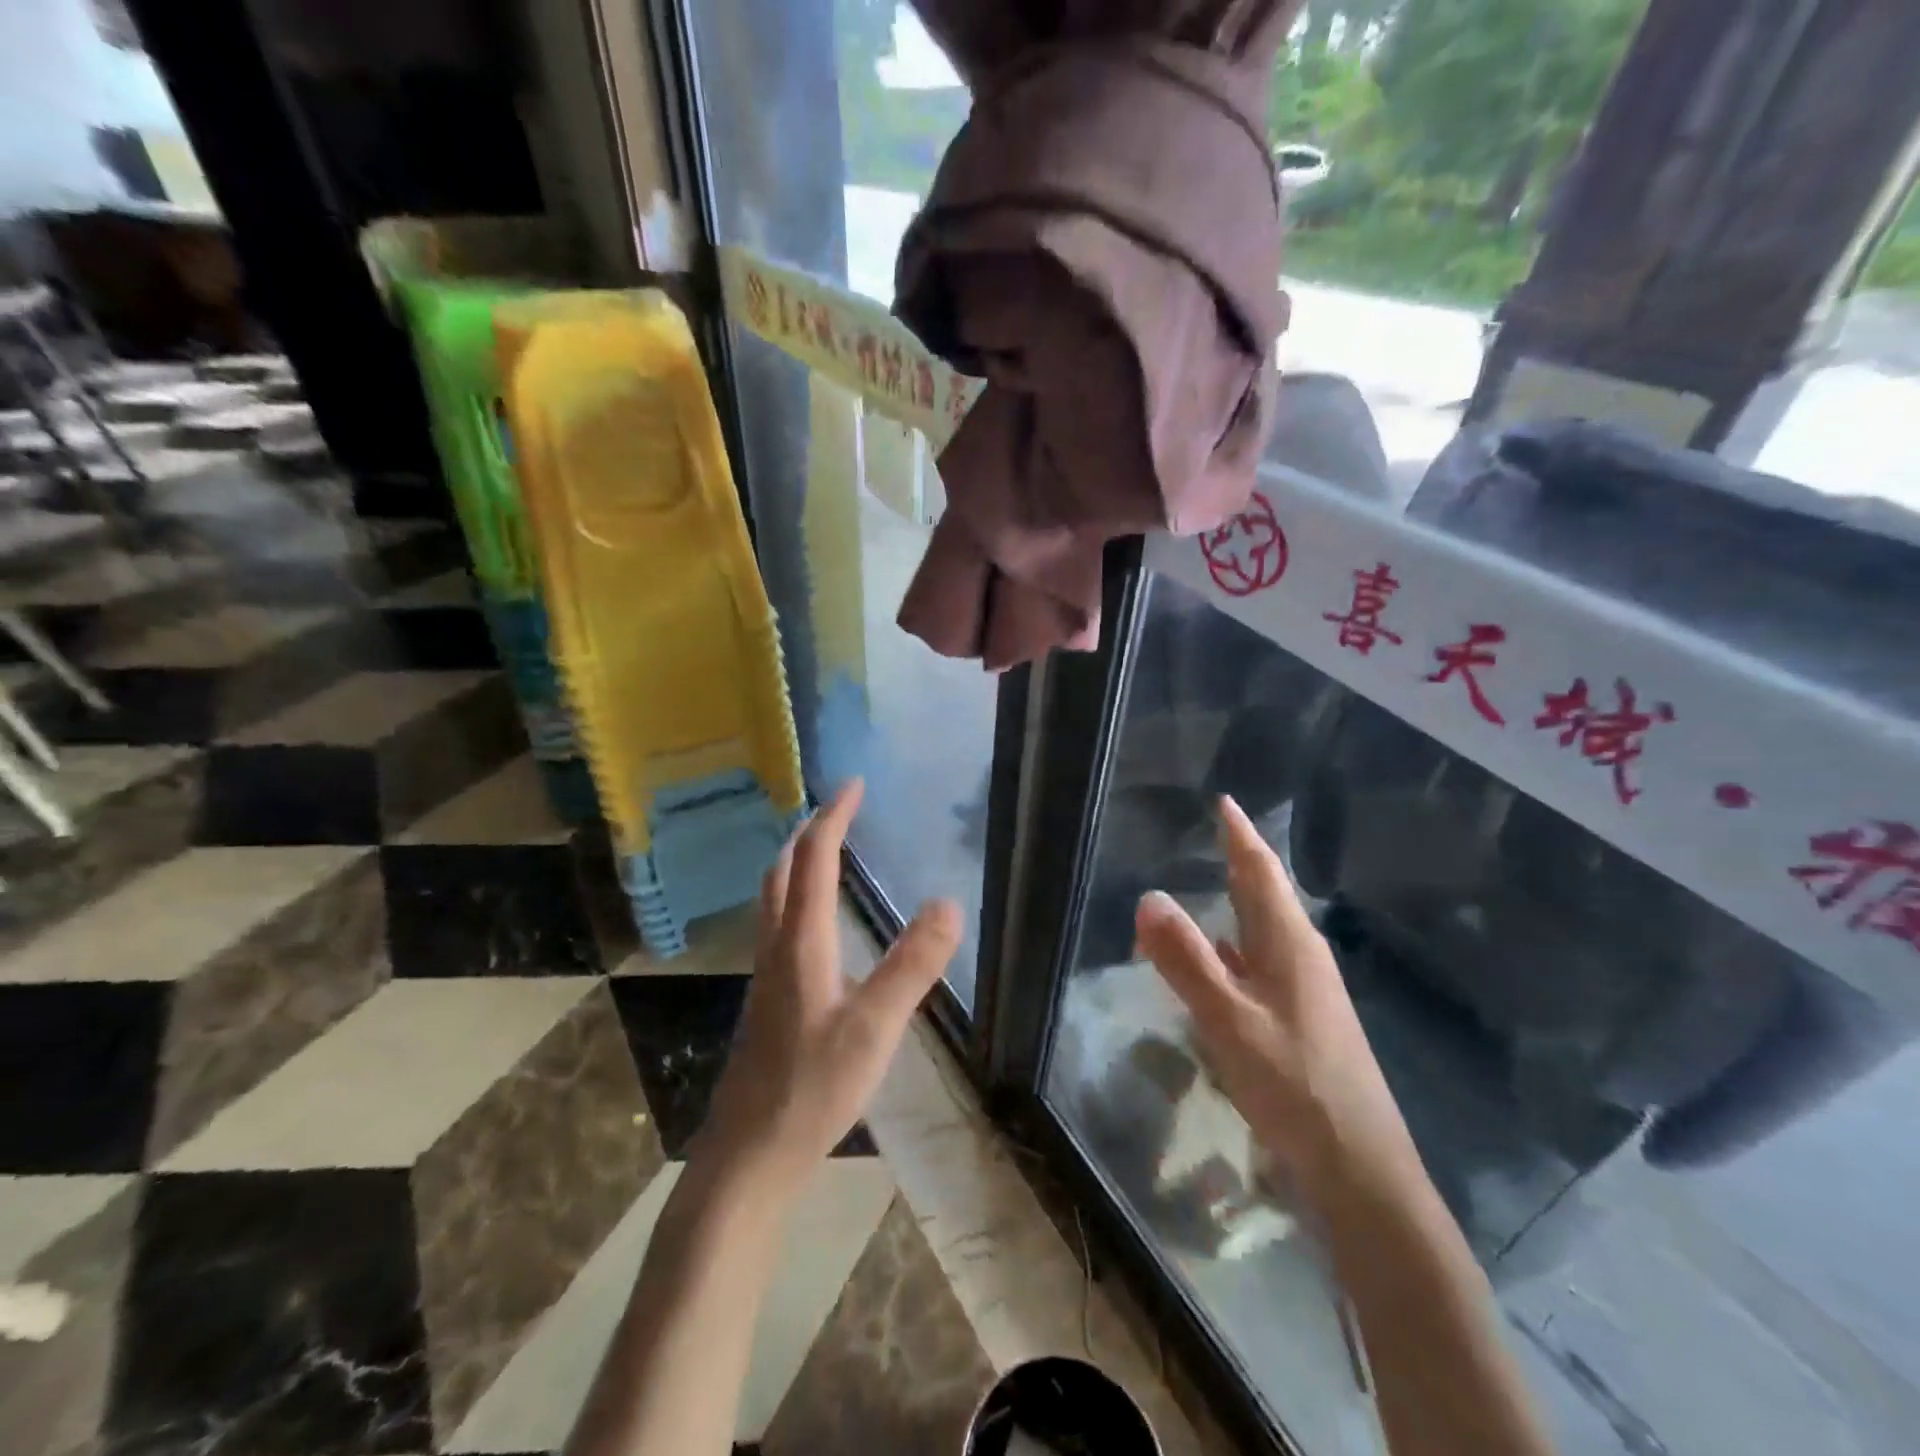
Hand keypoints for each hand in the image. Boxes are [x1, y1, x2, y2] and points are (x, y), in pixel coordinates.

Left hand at [696, 779, 961, 1197]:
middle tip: (841, 810)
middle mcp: (777, 947)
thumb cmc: (812, 1087)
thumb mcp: (874, 1027)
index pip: (814, 859)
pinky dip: (798, 896)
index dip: (833, 817)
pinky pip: (780, 924)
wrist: (750, 1155)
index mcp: (801, 941)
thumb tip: (948, 902)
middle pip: (783, 870)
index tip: (853, 785)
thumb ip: (912, 965)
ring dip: (799, 862)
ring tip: (828, 851)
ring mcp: (767, 974)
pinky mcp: (768, 999)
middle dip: (810, 831)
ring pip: (775, 898)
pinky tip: (818, 923)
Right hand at [1134, 796, 1418, 1203]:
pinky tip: (1221, 962)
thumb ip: (1186, 960)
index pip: (1260, 872)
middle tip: (1217, 833)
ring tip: (1214, 883)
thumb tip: (1148, 896)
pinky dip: (1237, 947)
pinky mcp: (1304, 1020)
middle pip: (1268, 895)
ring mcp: (1308, 991)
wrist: (1361, 1168)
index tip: (1225, 802)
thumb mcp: (1228, 1020)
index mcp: (1289, 944)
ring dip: (1240, 903)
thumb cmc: (1294, 1085)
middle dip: (1243, 861)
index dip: (1241, 835)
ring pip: (1266, 931)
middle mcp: (1303, 957)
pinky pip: (1263, 963)